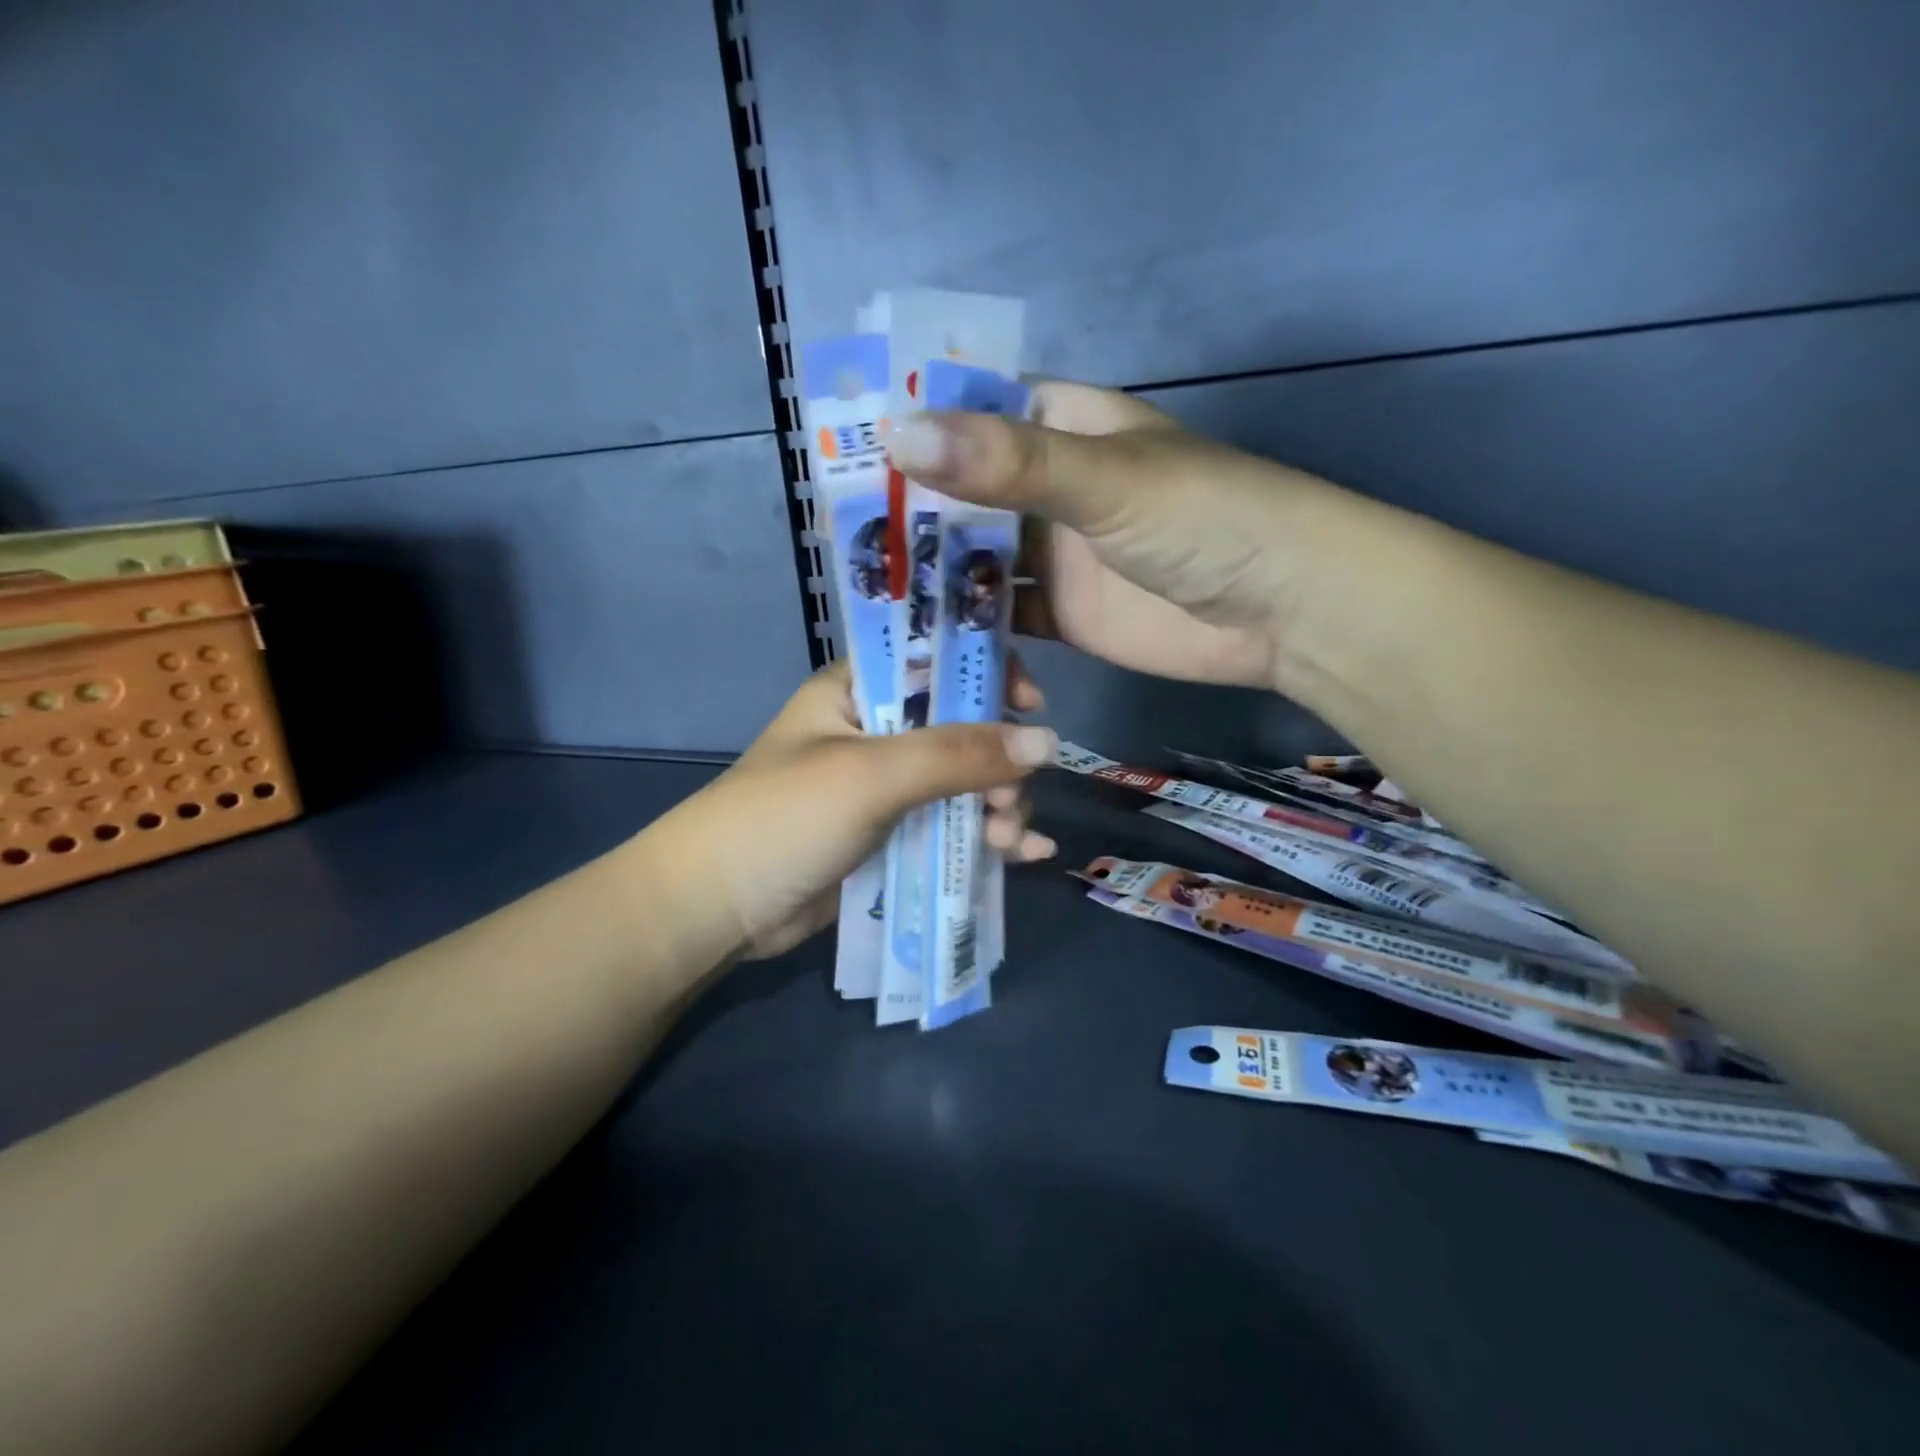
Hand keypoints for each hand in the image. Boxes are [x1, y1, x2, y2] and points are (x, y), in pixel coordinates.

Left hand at [654, 661, 1056, 959]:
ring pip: (964, 781)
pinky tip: (1025, 856)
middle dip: (999, 759)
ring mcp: (886, 787)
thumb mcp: (871, 774)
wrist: (717, 909)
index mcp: (859, 691)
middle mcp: (877, 731)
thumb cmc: (785, 817)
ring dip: (1000, 804)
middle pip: (962, 726)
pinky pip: (953, 825)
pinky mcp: (892, 835)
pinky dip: (988, 837)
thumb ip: (958, 755)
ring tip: (1011, 838)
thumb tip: (1049, 742)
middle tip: (1012, 797)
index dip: (987, 672)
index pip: (936, 658)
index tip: (1030, 704)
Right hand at [886, 380, 1337, 690]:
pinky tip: (926, 640)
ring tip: (869, 594)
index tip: (845, 455)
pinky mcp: (1061, 613)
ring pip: (975, 559)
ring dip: (932, 576)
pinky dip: (968, 627)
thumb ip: (1006, 463)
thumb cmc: (1207, 519)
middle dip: (910, 515)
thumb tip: (897, 434)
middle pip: (962, 494)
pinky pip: (1000, 616)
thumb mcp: (1105, 480)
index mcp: (1060, 427)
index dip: (910, 429)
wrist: (1284, 610)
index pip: (969, 413)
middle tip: (842, 539)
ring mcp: (1054, 554)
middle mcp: (1048, 487)